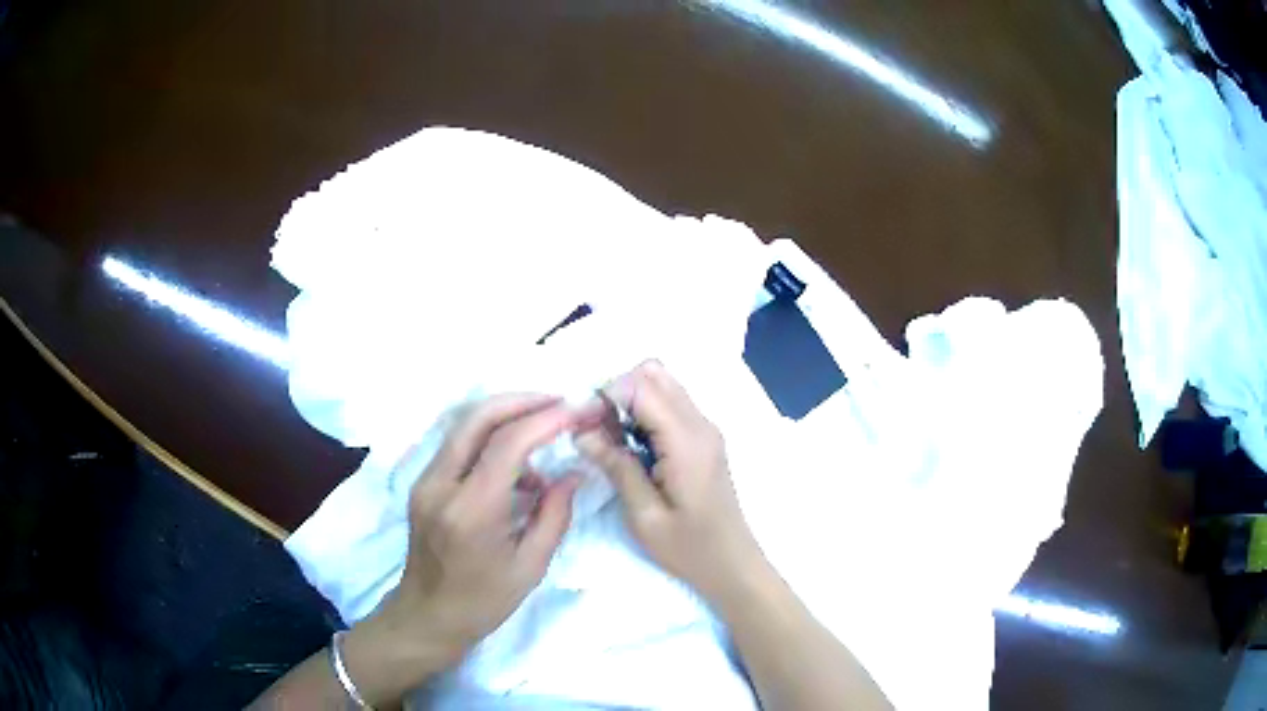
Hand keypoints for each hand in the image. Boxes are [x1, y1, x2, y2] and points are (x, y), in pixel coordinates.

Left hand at [352, 394, 580, 690]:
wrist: (428, 615)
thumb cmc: (484, 601)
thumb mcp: (531, 566)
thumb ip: (555, 514)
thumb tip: (572, 473)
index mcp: (471, 511)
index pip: (507, 443)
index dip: (545, 419)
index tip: (577, 410)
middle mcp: (441, 485)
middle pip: (477, 417)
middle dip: (522, 401)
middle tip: (559, 402)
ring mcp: (425, 481)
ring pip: (464, 425)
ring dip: (505, 416)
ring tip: (543, 433)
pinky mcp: (422, 483)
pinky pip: (458, 445)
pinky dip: (489, 438)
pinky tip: (515, 464)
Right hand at [576, 361, 763, 602]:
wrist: (732, 564)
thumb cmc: (689, 548)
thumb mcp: (644, 516)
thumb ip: (617, 468)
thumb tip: (582, 432)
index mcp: (686, 441)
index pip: (642, 386)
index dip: (607, 395)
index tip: (584, 423)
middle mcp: (700, 424)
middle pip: (654, 374)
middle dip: (618, 392)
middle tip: (596, 429)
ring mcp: (706, 429)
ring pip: (663, 385)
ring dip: (632, 401)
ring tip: (611, 439)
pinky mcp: (704, 439)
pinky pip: (672, 405)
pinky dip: (646, 413)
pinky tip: (632, 446)